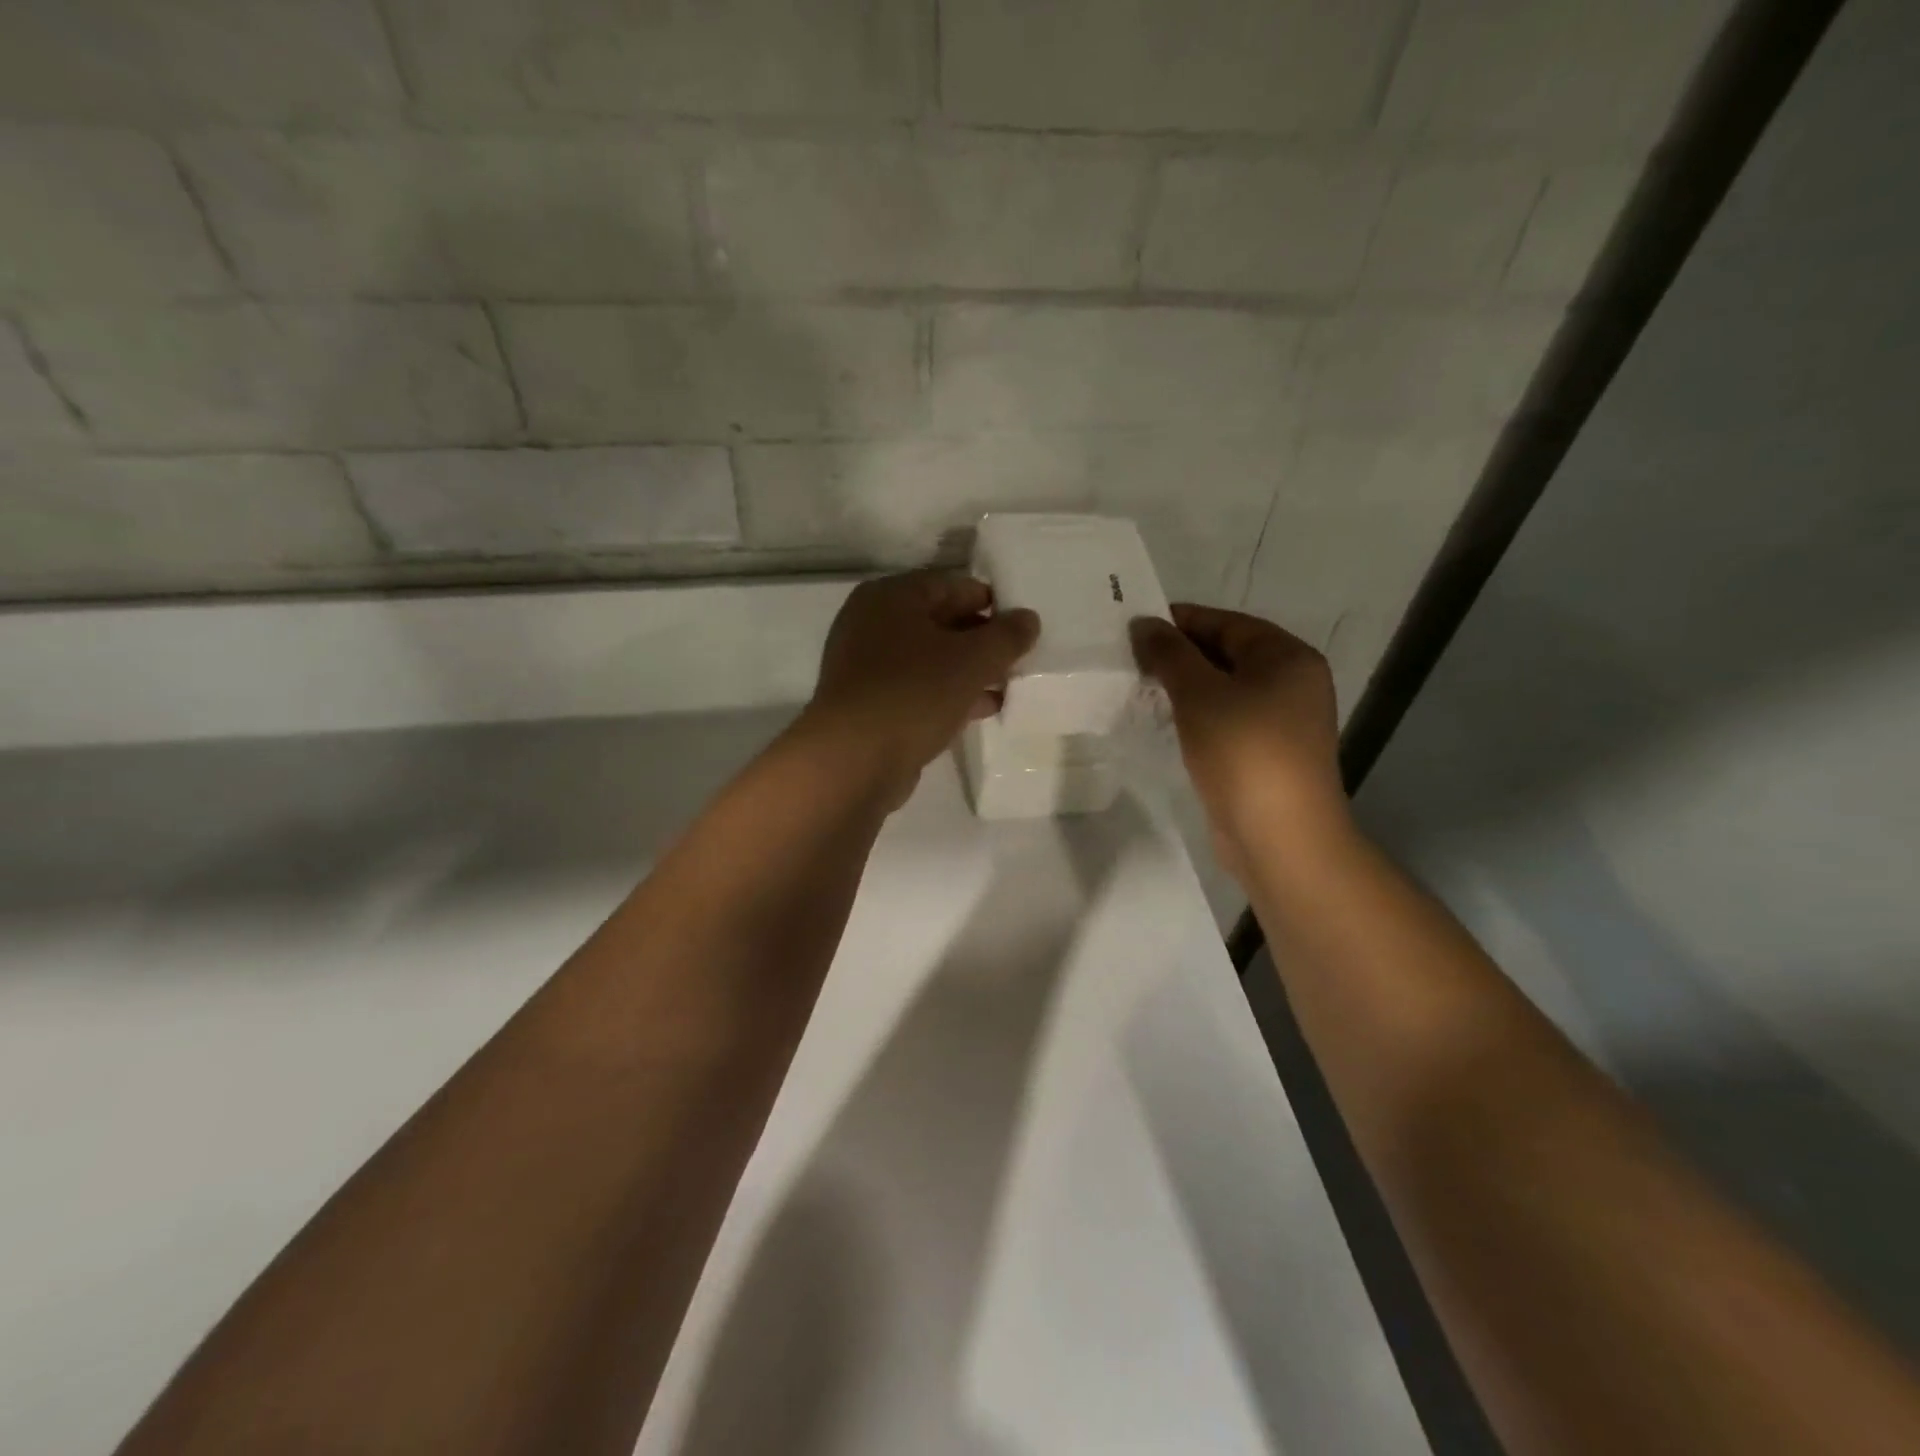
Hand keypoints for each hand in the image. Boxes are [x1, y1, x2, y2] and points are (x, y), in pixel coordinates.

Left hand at [803, 570, 1039, 806]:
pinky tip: (981, 710)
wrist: (854, 759)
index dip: (991, 603)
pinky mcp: (869, 704)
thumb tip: (1028, 619)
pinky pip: (917, 689)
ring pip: (929, 659)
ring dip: (968, 671)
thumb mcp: (973, 660)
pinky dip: (947, 695)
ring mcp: (866, 666)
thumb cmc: (914, 693)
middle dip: (981, 641)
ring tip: (1007, 686)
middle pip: (939, 622)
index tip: (1021, 626)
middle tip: (1018, 658)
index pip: (951, 585)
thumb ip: (1007, 636)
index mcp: (891, 597)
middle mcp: (872, 623)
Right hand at [1131, 605, 1346, 877]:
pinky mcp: (1266, 754)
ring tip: (1140, 689)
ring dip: (1185, 687)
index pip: (1226, 623)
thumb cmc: (1243, 751)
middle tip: (1131, 660)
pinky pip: (1226, 720)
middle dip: (1179, 656)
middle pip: (1227, 654)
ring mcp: (1282, 722)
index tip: (1133, 628)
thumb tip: (1144, 623)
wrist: (1279, 835)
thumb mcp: (1199, 693)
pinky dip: (1197, 716)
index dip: (1179, 622)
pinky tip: (1165, 722)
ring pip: (1225, 690)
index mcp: (1288, 657)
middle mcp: (1293, 682)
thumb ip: (1170, 653)